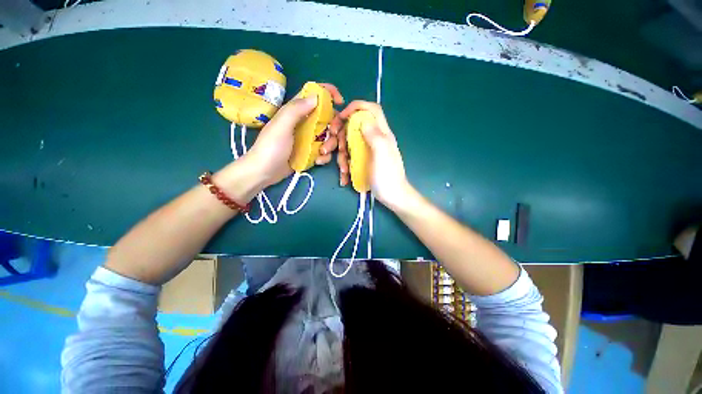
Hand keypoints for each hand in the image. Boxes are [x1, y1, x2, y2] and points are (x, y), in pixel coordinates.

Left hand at [244, 83, 343, 186]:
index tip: (340, 102)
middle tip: (331, 135)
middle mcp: (305, 123)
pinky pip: (325, 151)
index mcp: (297, 112)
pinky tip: (317, 161)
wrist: (264, 173)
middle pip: (328, 118)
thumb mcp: (281, 126)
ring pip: (329, 136)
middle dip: (334, 127)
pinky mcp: (311, 153)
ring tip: (321, 153)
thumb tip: (316, 96)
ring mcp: (309, 139)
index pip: (314, 95)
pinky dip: (325, 156)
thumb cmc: (270, 148)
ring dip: (330, 144)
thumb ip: (296, 110)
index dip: (328, 93)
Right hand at [333, 101, 414, 210]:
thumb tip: (362, 119)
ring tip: (343, 170)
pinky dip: (345, 165)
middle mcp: (374, 139)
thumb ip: (374, 135)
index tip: (342, 117)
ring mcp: (368, 150)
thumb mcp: (381, 154)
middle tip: (331, 146)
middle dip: (341, 135)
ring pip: (349, 143)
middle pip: (354, 126)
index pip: (372, 110)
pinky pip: (350, 156)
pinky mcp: (363, 161)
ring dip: (341, 155)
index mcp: (382, 133)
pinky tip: (345, 176)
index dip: (356, 107)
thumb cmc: (388, 177)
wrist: (392, 197)